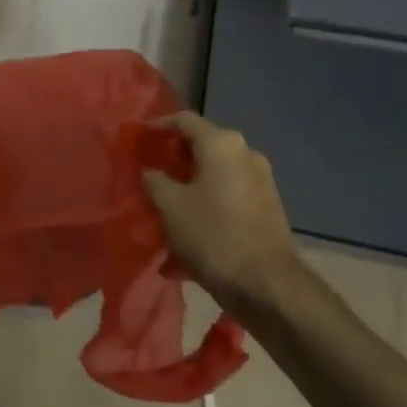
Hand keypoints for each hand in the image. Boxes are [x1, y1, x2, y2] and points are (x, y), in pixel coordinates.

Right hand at [142, 111, 299, 310]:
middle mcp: (245, 153)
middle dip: (174, 160)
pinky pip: (228, 197)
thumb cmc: (212, 235)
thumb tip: (150, 170)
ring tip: (167, 209)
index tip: (139, 139)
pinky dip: (207, 206)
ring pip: (215, 175)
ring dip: (190, 187)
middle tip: (150, 175)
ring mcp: (261, 181)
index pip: (184, 120)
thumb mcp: (170, 206)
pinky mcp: (267, 207)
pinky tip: (189, 234)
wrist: (267, 285)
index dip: (158, 126)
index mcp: (221, 144)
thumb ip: (154, 180)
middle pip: (202, 146)